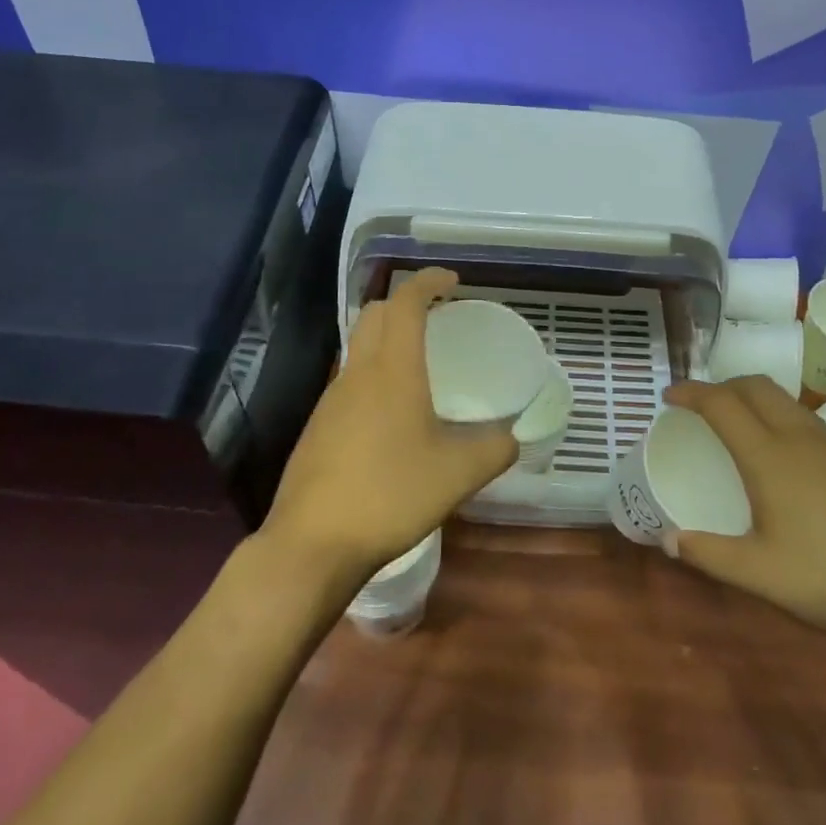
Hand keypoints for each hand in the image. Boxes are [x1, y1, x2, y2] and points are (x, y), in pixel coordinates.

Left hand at [263, 268, 518, 590]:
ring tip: (419, 365)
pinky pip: (349, 381)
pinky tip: (391, 414)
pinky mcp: (317, 426)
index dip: (428, 281)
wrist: (312, 543)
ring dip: (387, 339)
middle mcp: (357, 373)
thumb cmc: (390, 494)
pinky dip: (373, 374)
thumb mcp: (458, 474)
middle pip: (375, 314)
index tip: (453, 281)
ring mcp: (331, 399)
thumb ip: (494, 450)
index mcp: (392, 369)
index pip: (405, 302)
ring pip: (358, 347)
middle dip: (405, 303)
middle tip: (437, 317)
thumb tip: (513, 438)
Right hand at [660, 377, 825, 641]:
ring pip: (789, 404)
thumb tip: (669, 540)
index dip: (691, 392)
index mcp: (769, 457)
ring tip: (745, 430)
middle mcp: (802, 439)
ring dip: (758, 403)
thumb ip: (709, 555)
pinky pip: (815, 428)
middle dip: (725, 386)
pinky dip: (789, 427)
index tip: (669, 396)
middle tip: (704, 406)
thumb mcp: (759, 575)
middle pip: (757, 387)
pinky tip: (795, 468)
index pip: (721, 404)